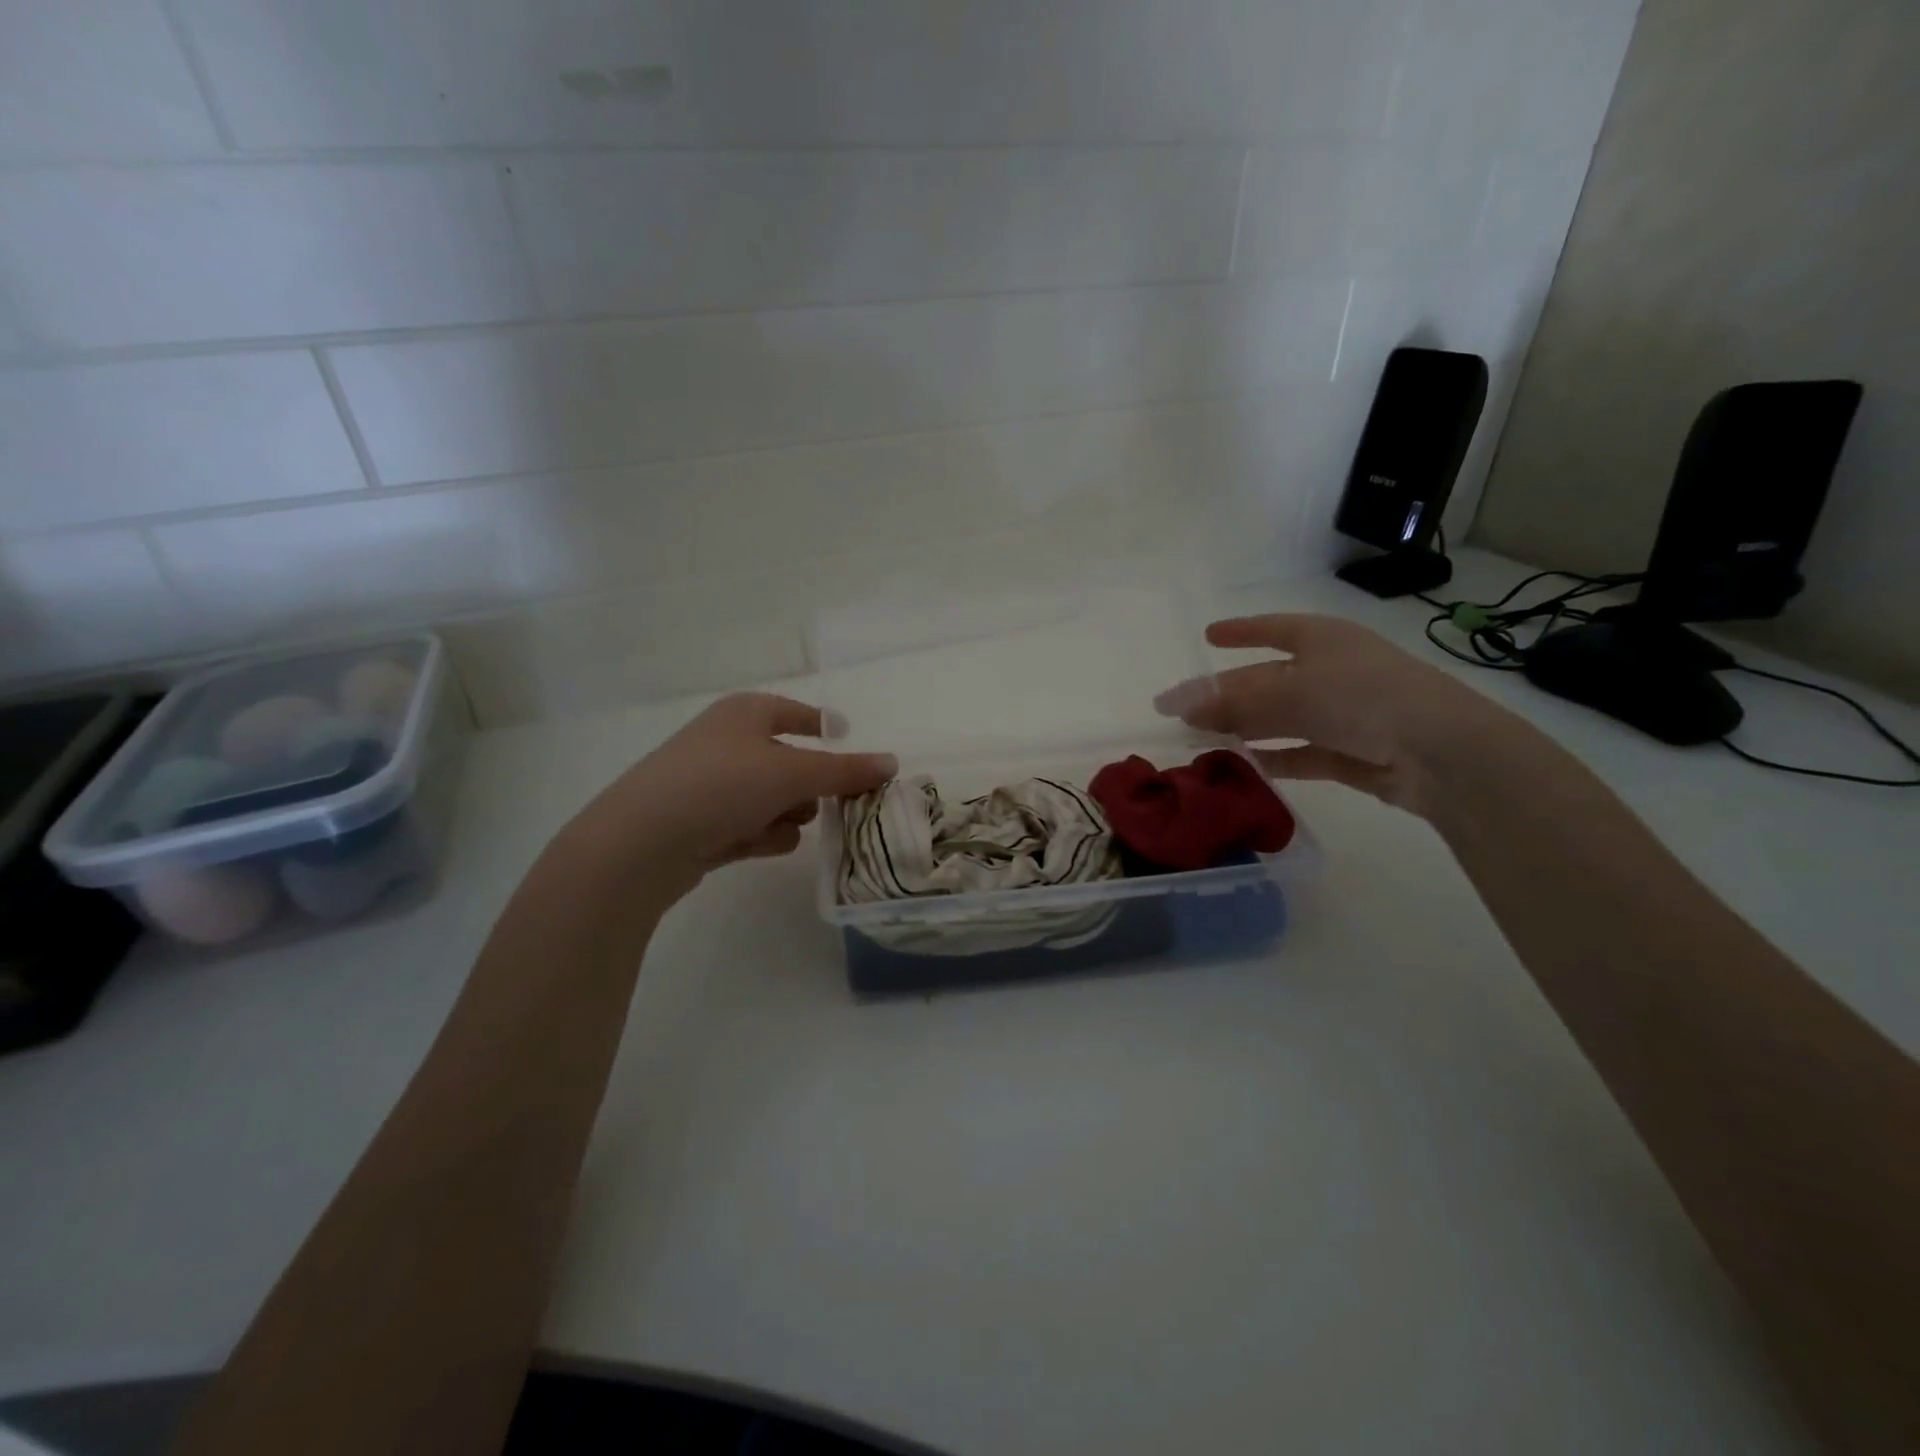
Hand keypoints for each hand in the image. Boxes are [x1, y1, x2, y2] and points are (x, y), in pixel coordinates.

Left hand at [571, 692, 896, 899]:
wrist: (641, 843)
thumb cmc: (722, 786)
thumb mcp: (793, 772)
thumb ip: (846, 770)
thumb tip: (892, 762)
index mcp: (746, 713)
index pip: (798, 713)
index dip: (827, 728)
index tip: (853, 754)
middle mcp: (728, 742)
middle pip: (792, 761)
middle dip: (810, 786)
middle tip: (827, 803)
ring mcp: (713, 784)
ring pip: (775, 798)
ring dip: (787, 814)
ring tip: (777, 826)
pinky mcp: (703, 822)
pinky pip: (753, 824)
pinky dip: (762, 835)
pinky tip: (754, 844)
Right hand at [1157, 614, 1510, 816]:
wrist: (1440, 752)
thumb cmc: (1362, 698)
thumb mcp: (1289, 693)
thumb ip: (1232, 702)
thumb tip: (1179, 707)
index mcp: (1322, 639)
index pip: (1271, 628)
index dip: (1239, 631)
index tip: (1208, 636)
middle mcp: (1331, 671)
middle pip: (1267, 679)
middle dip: (1226, 693)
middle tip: (1182, 709)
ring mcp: (1343, 712)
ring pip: (1280, 718)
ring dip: (1244, 727)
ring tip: (1202, 739)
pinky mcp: (1350, 752)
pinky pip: (1300, 752)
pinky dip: (1273, 757)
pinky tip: (1244, 765)